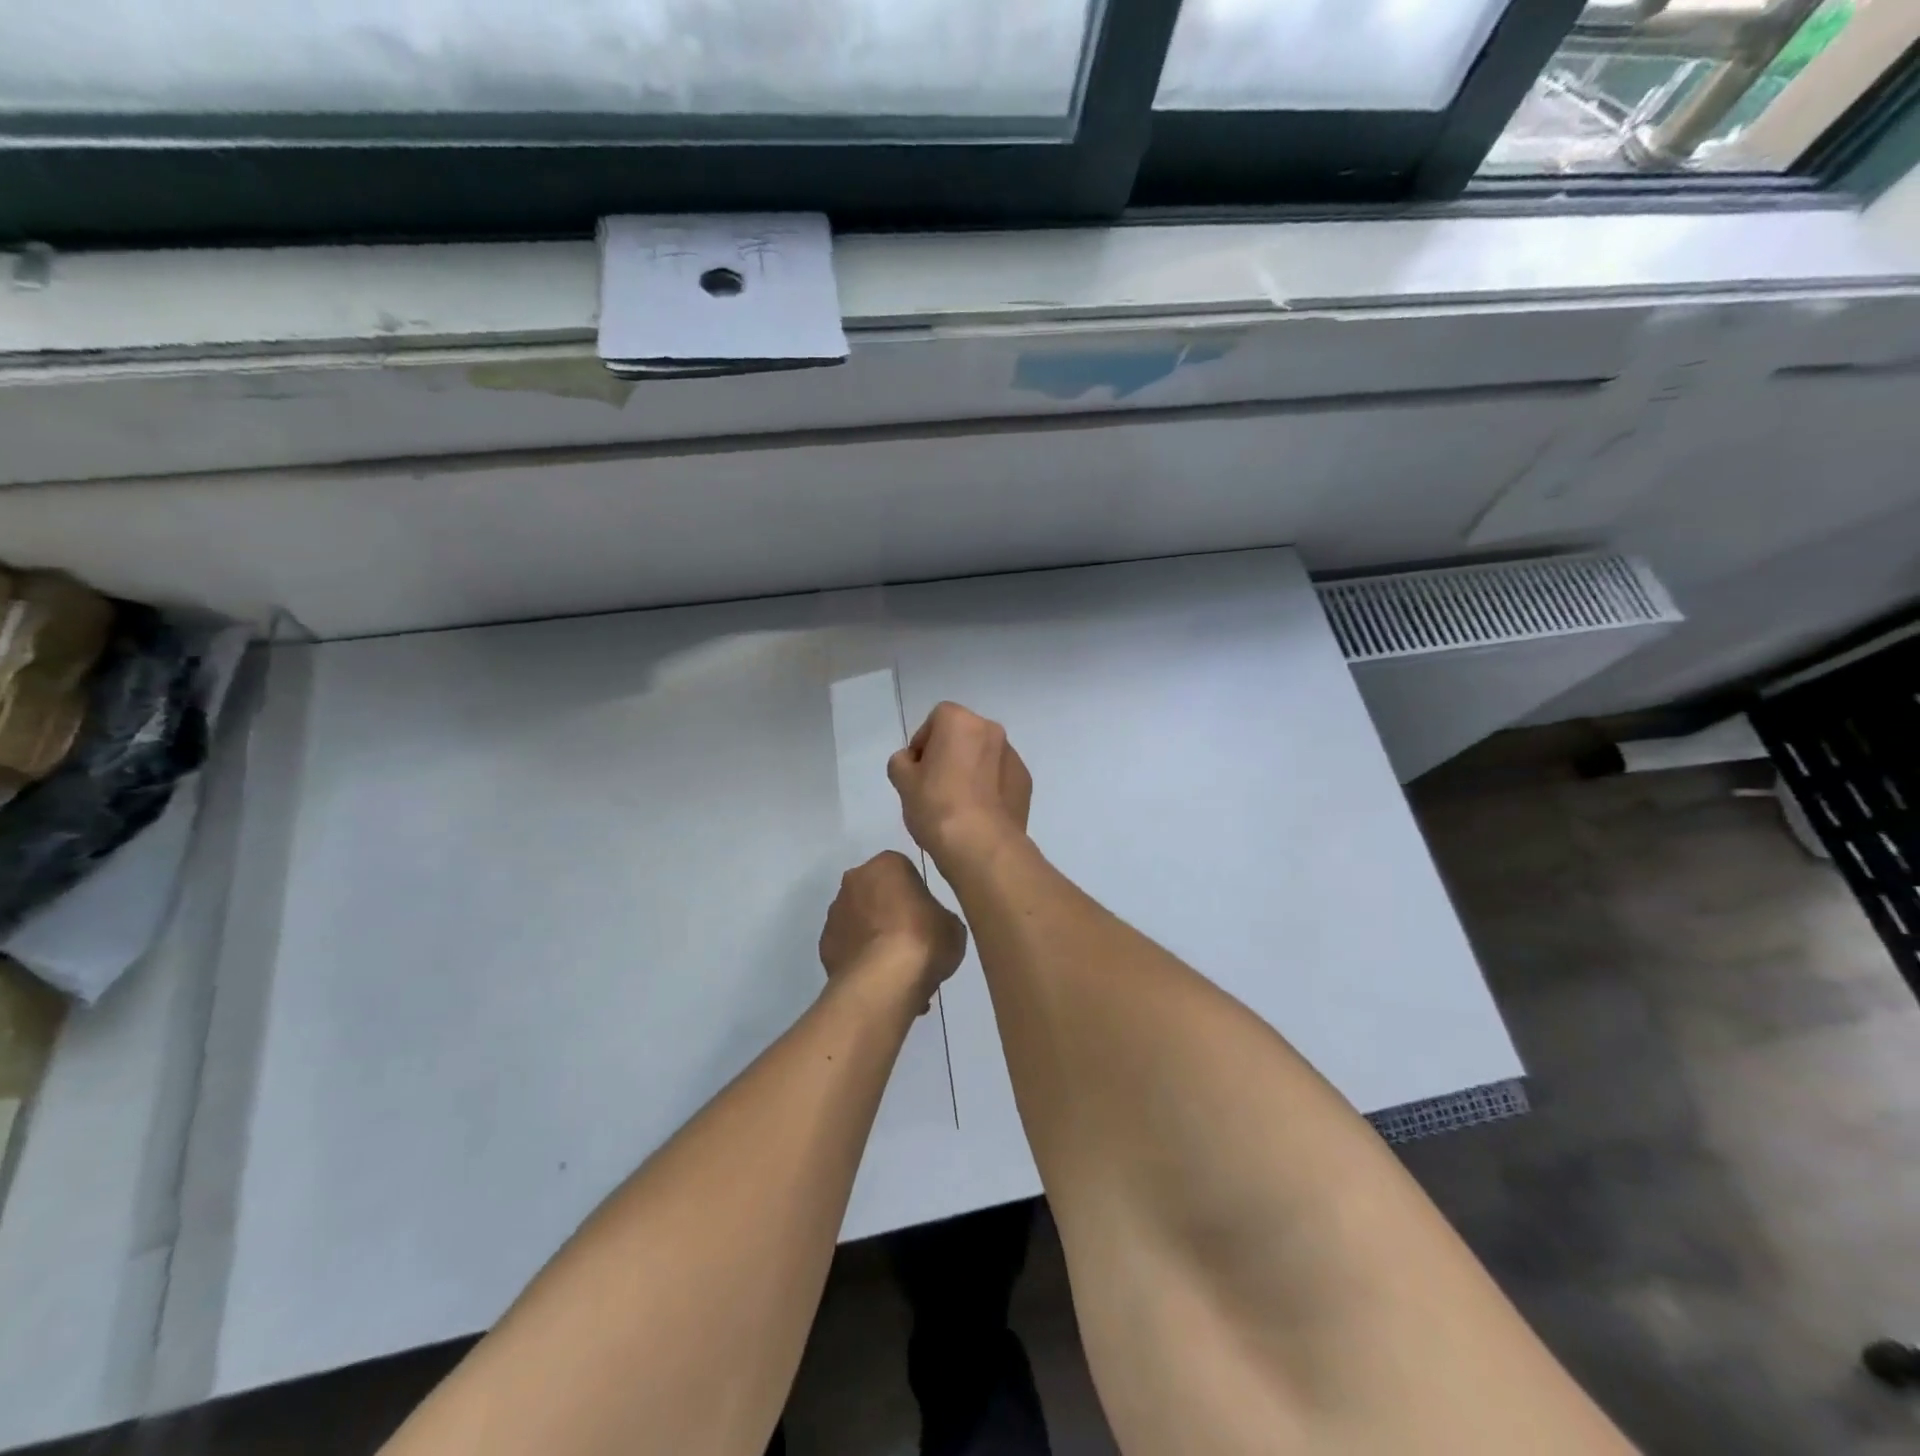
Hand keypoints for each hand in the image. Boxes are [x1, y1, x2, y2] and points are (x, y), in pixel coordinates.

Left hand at [818, 851, 967, 1009]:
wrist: (883, 982)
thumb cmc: (923, 940)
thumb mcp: (953, 925)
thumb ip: (939, 916)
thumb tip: (931, 924)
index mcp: (887, 863)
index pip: (904, 870)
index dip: (916, 894)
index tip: (926, 916)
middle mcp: (854, 879)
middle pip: (876, 891)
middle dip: (889, 910)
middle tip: (911, 938)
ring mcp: (835, 912)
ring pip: (858, 918)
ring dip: (872, 933)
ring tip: (893, 964)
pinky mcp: (824, 944)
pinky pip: (847, 945)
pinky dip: (859, 955)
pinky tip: (876, 976)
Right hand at [887, 702, 1032, 869]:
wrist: (981, 844)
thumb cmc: (936, 805)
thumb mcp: (903, 781)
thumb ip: (902, 761)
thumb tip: (912, 762)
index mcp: (960, 721)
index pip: (936, 720)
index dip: (922, 743)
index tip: (916, 769)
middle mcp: (991, 730)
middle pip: (962, 735)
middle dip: (948, 753)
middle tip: (934, 785)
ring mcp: (1013, 756)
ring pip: (984, 756)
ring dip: (971, 769)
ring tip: (957, 802)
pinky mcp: (1025, 782)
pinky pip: (1000, 777)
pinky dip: (989, 787)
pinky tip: (977, 813)